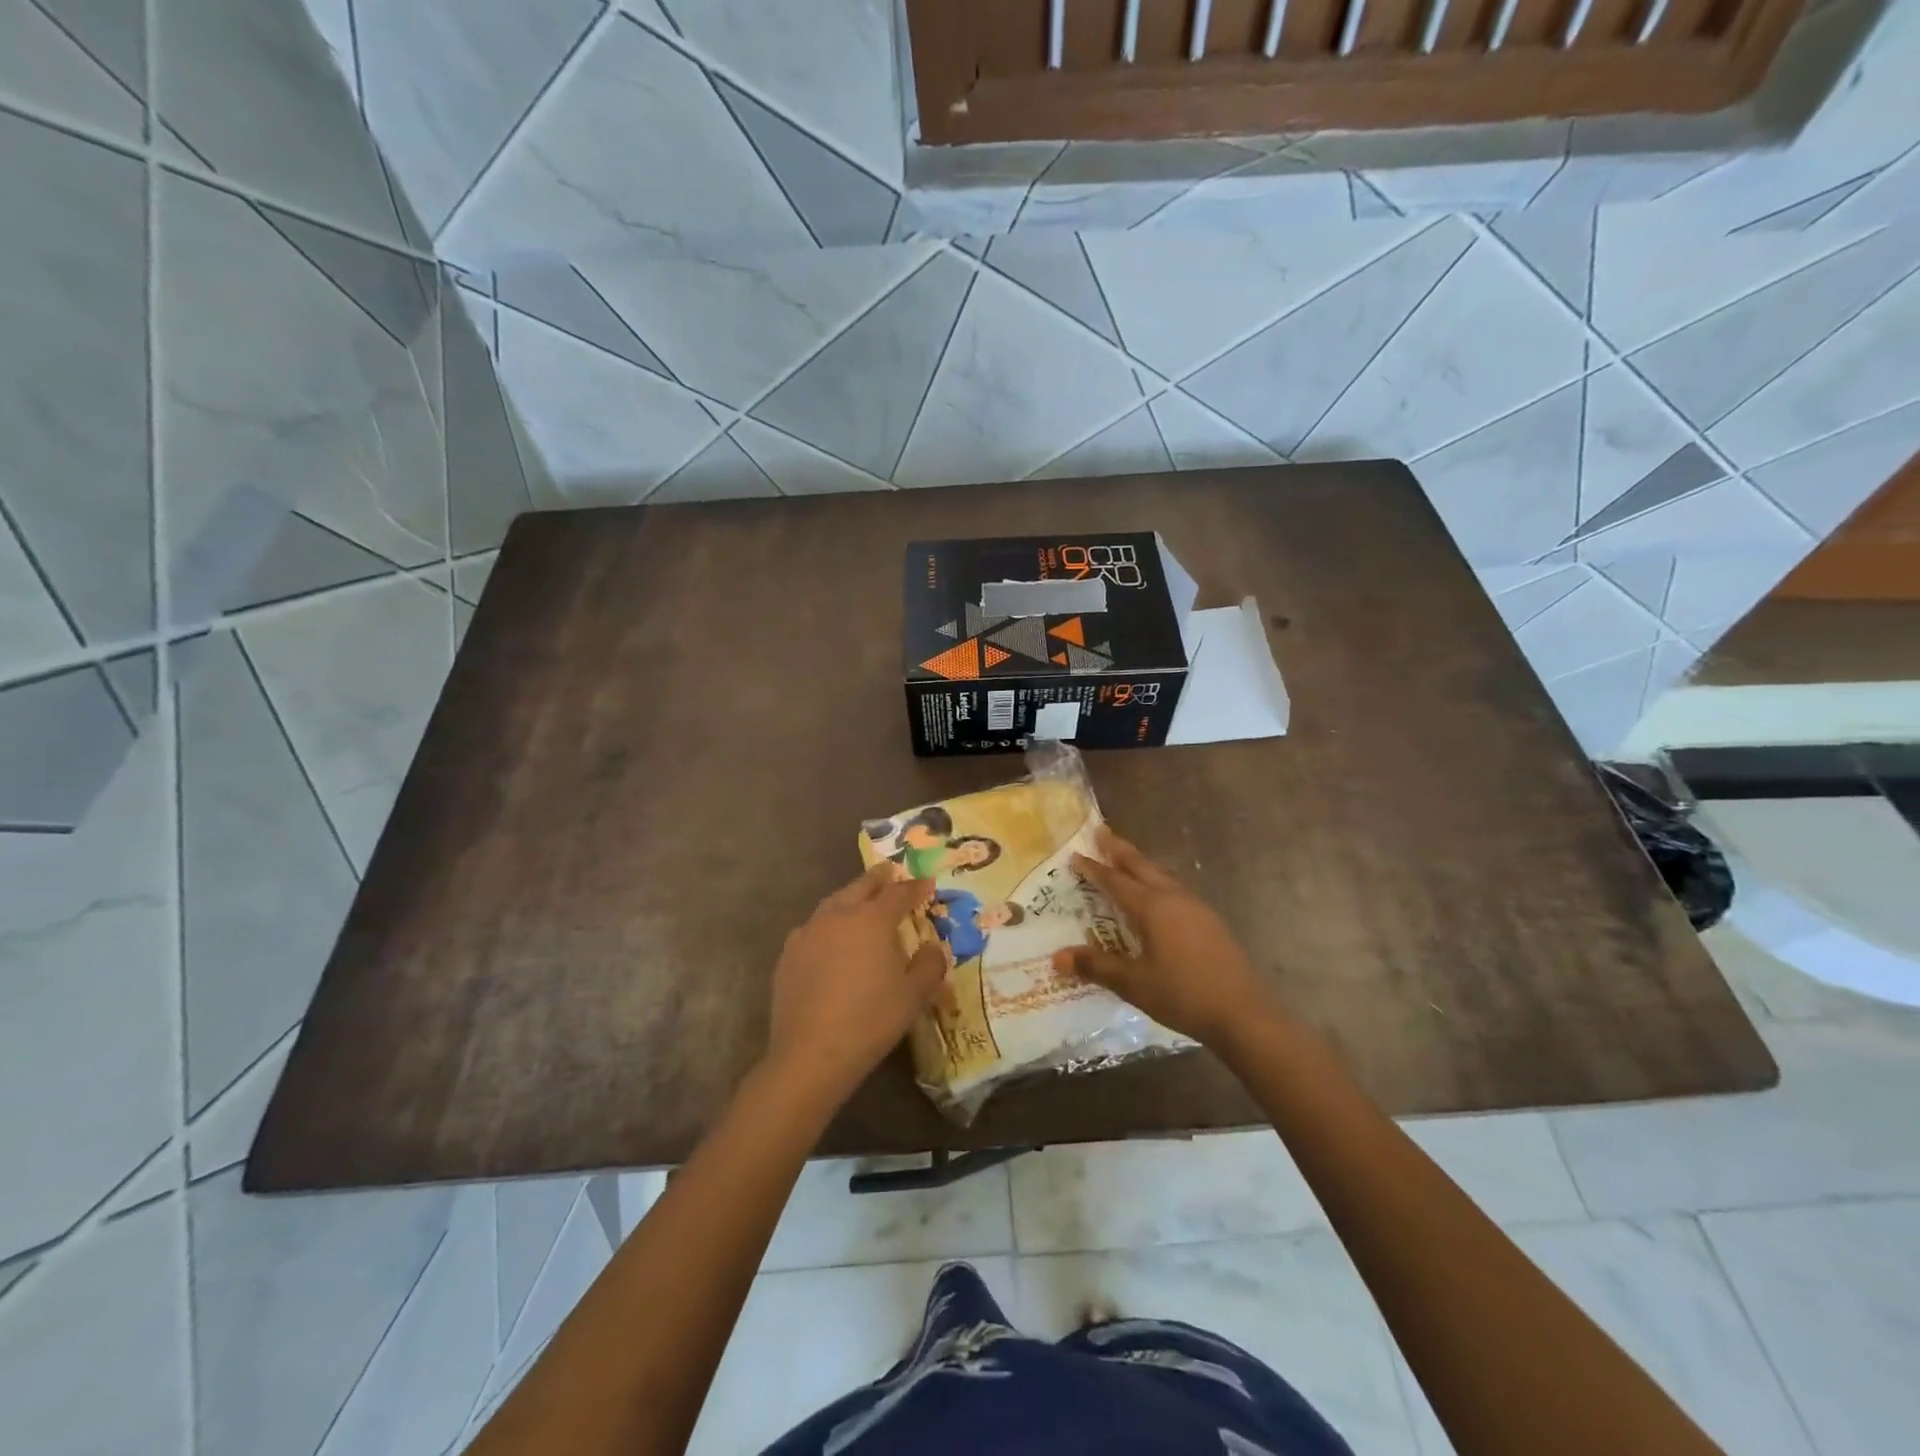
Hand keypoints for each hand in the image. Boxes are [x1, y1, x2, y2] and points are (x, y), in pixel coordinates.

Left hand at [764, 865, 947, 1106]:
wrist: (811, 1055)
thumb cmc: (871, 1020)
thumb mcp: (913, 995)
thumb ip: (929, 965)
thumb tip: (933, 948)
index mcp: (872, 919)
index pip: (898, 893)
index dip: (915, 887)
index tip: (927, 884)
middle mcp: (838, 915)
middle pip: (861, 887)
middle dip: (879, 879)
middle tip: (890, 872)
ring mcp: (808, 933)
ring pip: (833, 903)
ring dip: (850, 898)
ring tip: (860, 902)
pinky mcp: (788, 955)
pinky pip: (813, 928)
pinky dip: (828, 925)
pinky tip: (830, 940)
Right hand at [1053, 827, 1278, 1048]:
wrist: (1244, 1014)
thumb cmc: (1184, 995)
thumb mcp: (1134, 983)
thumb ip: (1096, 966)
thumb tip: (1057, 957)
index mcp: (1153, 908)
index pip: (1116, 881)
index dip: (1094, 869)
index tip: (1075, 854)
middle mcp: (1174, 898)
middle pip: (1141, 866)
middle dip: (1120, 849)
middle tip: (1101, 831)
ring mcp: (1196, 908)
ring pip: (1162, 875)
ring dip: (1141, 863)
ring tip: (1127, 858)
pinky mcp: (1210, 921)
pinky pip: (1175, 889)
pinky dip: (1157, 880)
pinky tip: (1159, 894)